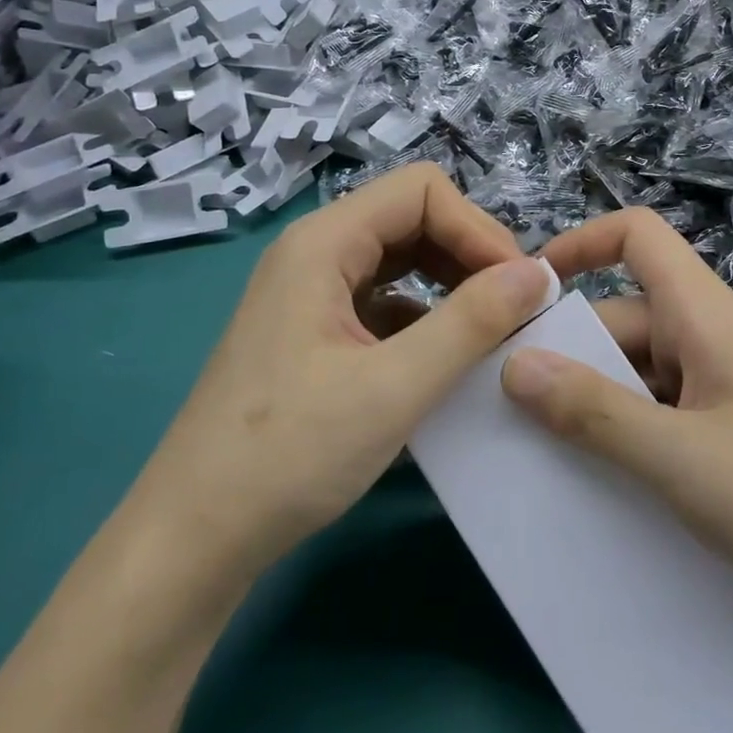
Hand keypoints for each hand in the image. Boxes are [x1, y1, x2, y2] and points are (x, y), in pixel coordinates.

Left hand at [134, 163, 554, 586]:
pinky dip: (426, 318)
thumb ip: (472, 323)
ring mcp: (312, 293)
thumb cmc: (288, 455)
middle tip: (514, 309)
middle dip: (470, 254)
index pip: (422, 191)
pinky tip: (447, 361)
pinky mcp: (315, 333)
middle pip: (412, 218)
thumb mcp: (394, 387)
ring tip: (492, 331)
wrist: (193, 541)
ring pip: (401, 260)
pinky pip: (384, 301)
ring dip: (452, 285)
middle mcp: (316, 253)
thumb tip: (539, 274)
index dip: (477, 228)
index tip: (518, 286)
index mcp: (324, 243)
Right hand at [501, 208, 732, 622]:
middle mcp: (719, 333)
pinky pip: (675, 403)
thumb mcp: (677, 458)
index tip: (530, 289)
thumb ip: (593, 413)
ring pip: (650, 366)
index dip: (581, 242)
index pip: (639, 235)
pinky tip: (614, 476)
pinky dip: (638, 425)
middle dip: (574, 351)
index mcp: (706, 314)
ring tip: (552, 451)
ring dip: (604, 397)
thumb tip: (515, 364)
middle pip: (630, 314)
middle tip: (517, 408)